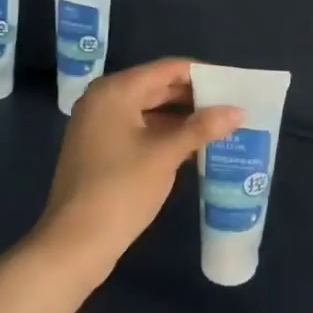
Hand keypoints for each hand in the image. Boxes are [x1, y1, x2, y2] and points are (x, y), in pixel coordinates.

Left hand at [35, 58, 242, 278]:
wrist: (74, 244)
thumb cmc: (120, 189)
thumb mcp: (165, 155)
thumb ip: (202, 128)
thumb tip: (238, 111)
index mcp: (116, 91)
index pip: (167, 68)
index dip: (202, 74)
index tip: (234, 84)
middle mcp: (104, 100)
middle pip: (157, 87)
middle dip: (194, 97)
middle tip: (231, 105)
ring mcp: (99, 126)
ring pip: (149, 110)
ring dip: (182, 118)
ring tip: (220, 125)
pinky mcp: (100, 149)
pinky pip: (139, 129)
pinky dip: (165, 134)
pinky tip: (194, 146)